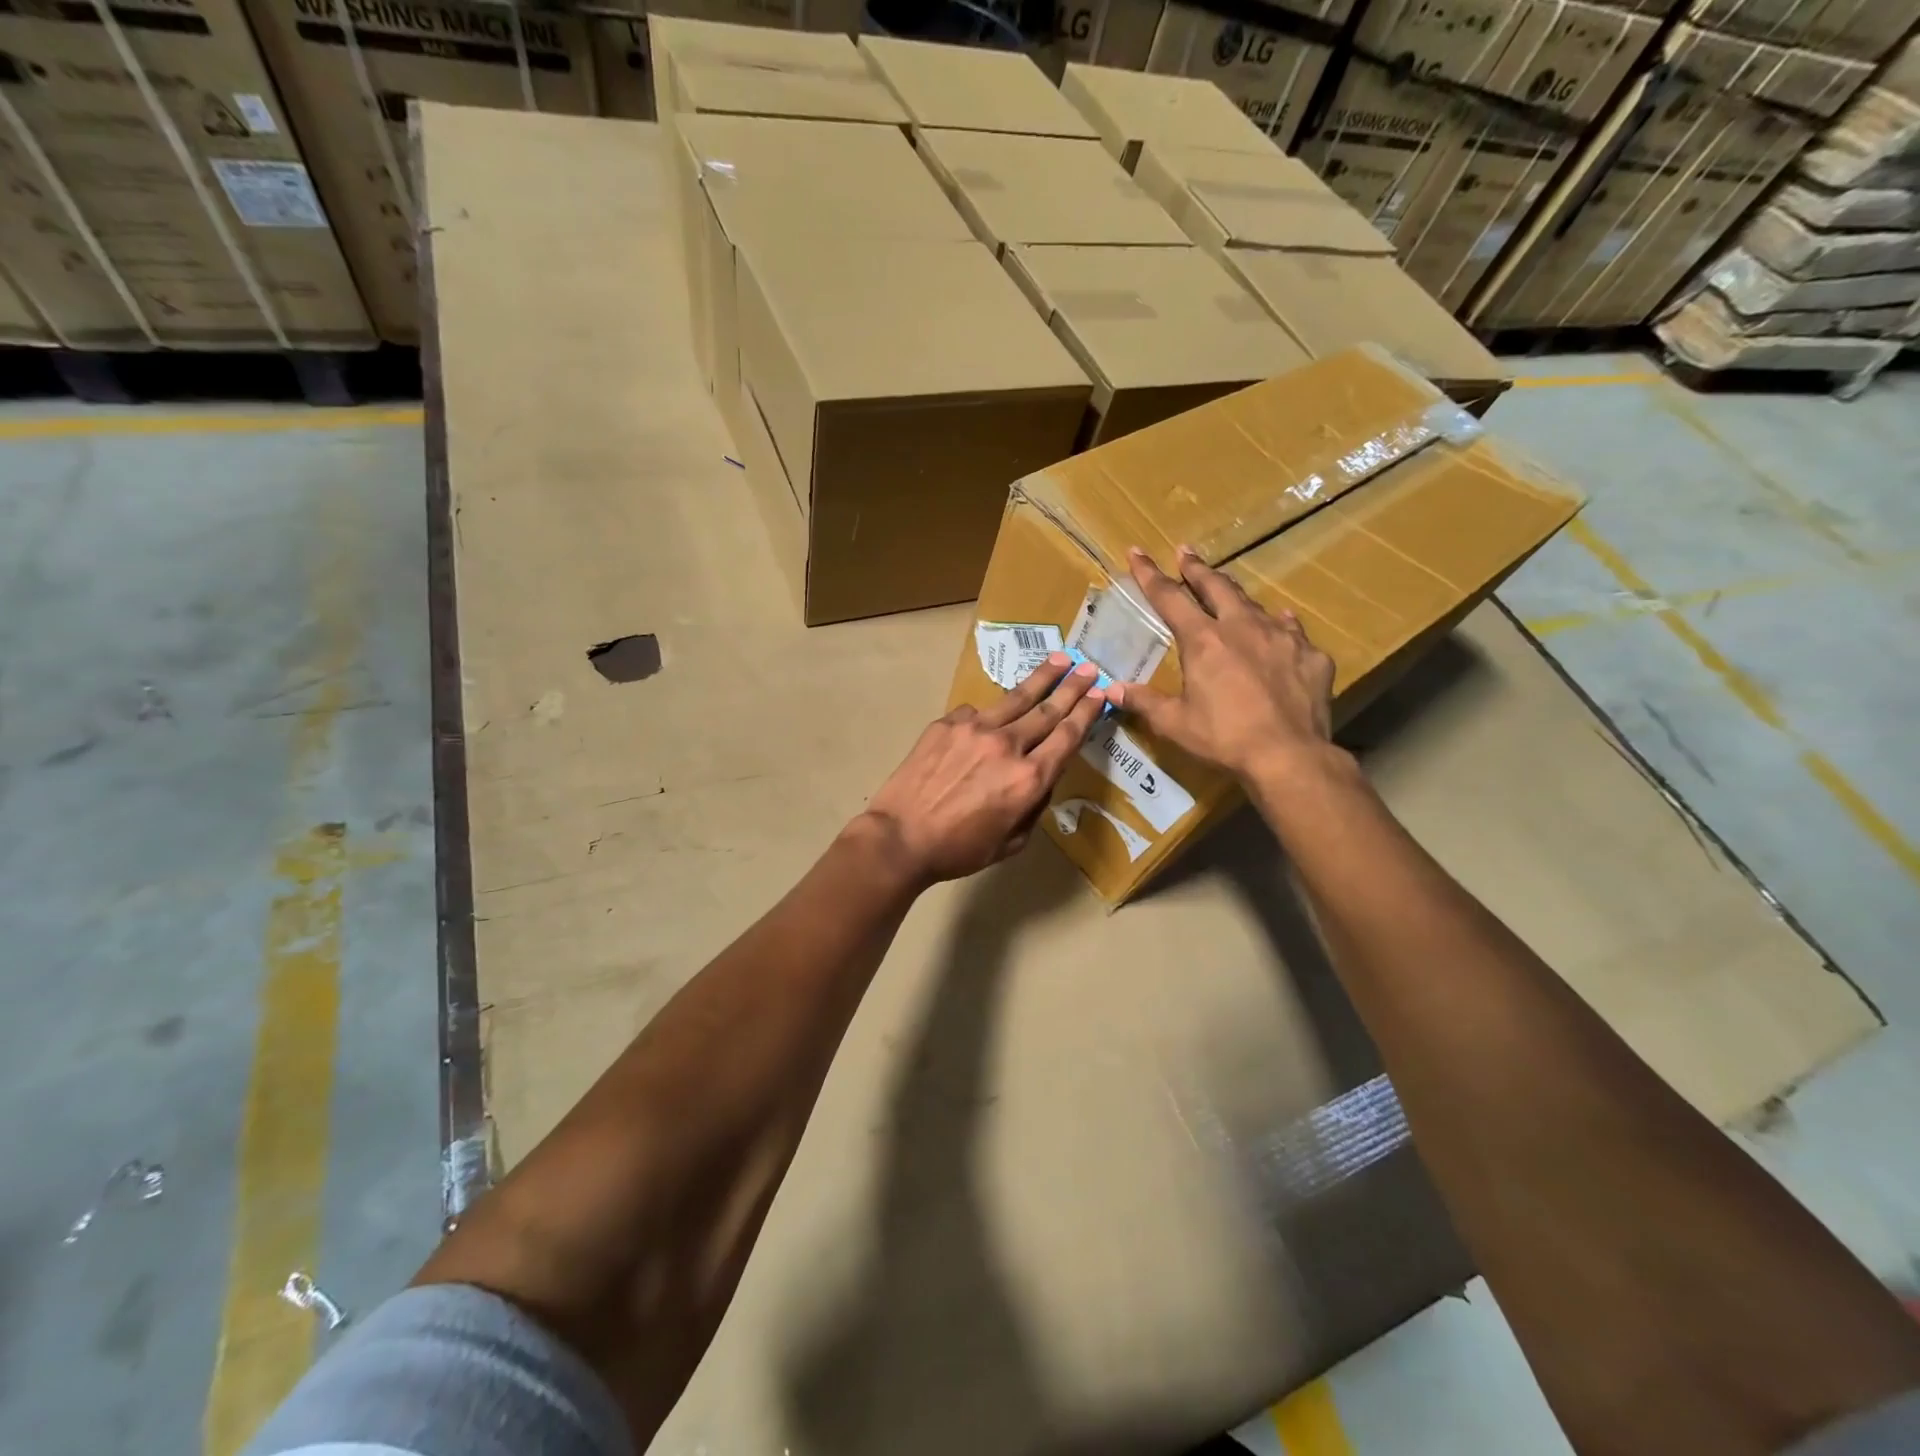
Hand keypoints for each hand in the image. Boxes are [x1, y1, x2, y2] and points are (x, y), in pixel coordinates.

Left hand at [856, 655, 1104, 884]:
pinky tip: (989, 716)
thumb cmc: (959, 849)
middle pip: (1048, 710)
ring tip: (1059, 659)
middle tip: (1089, 668)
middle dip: (1073, 687)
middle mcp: (1007, 745)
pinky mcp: (947, 723)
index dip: (1086, 712)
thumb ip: (1034, 806)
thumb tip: (1040, 779)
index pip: (1067, 736)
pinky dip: (989, 714)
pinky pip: (976, 712)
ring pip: (1016, 698)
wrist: (900, 838)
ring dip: (1041, 678)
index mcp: (1029, 778)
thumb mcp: (1012, 842)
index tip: (1100, 693)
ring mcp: (974, 728)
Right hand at [1107, 546, 1335, 781]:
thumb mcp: (1174, 723)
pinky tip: (1280, 625)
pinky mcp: (1311, 655)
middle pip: (1216, 587)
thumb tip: (1112, 690)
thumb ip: (1143, 701)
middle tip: (1185, 552)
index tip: (1137, 552)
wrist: (1288, 755)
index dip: (1150, 574)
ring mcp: (1281, 637)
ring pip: (1255, 604)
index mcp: (1203, 640)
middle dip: (1196, 568)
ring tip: (1228, 590)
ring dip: (1235, 595)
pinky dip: (1279, 625)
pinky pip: (1292, 631)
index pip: (1170, 597)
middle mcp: (1242, 627)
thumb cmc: (1223, 738)